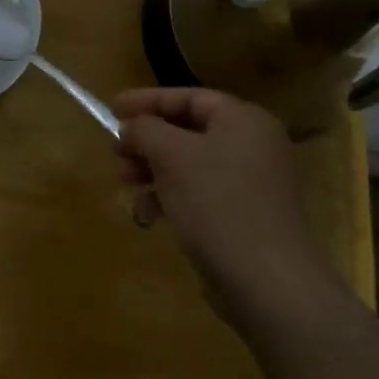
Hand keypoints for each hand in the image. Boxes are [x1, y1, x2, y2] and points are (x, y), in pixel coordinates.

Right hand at [112, 87, 334, 313]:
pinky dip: (171, 197)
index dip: (147, 100)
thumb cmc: (217, 203)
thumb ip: (145, 129)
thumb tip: (131, 127)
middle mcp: (252, 145)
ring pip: (190, 165)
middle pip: (188, 130)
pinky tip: (149, 215)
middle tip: (116, 153)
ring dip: (153, 171)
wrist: (267, 281)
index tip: (112, 109)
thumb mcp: (171, 155)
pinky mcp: (244, 217)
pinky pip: (200, 194)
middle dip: (147, 141)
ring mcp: (251, 183)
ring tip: (126, 185)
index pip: (189, 97)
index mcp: (243, 120)